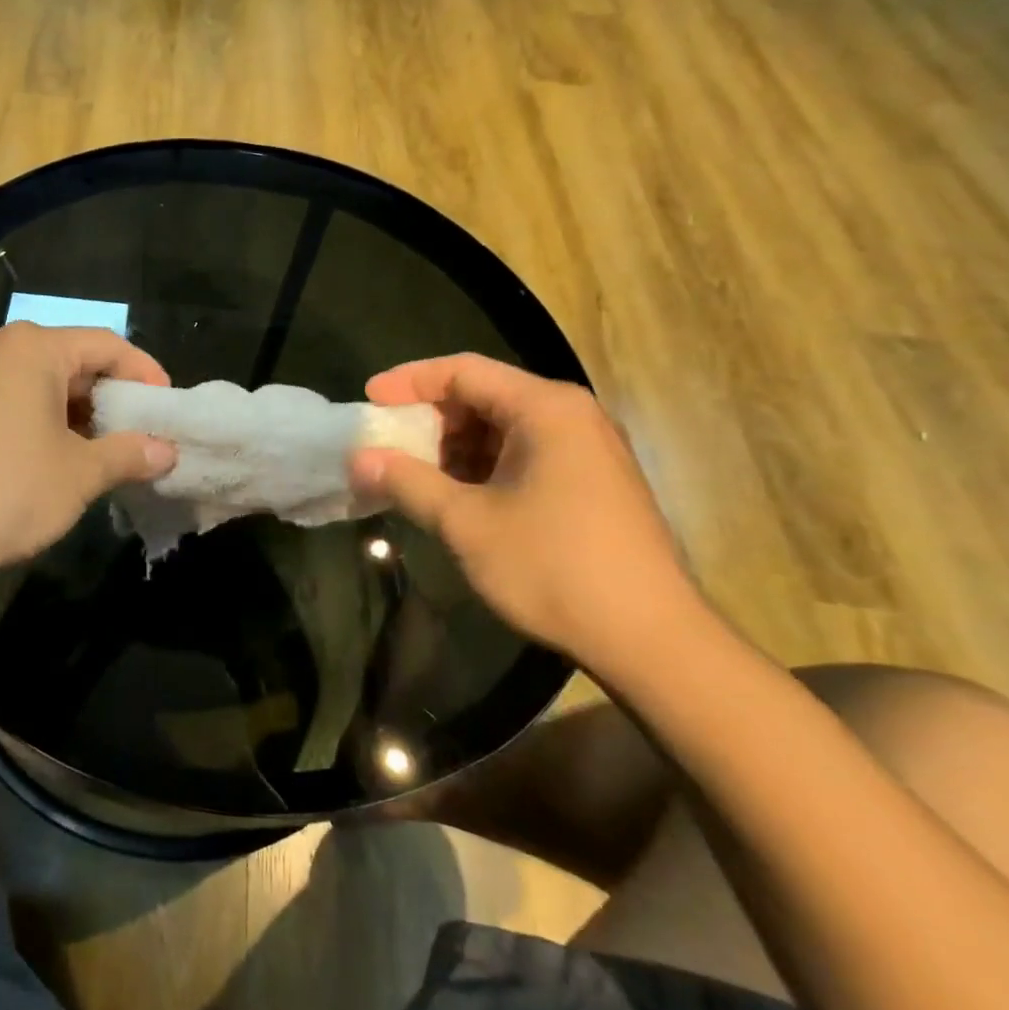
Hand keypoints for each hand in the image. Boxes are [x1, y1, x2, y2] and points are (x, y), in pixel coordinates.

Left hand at [0, 323, 176, 585]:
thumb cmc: (8, 492)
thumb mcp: (80, 473)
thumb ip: (129, 454)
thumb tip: (167, 452)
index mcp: (31, 348)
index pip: (106, 345)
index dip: (144, 373)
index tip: (167, 407)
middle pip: (70, 360)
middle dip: (109, 397)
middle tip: (139, 434)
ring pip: (38, 383)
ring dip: (76, 414)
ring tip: (104, 452)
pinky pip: (9, 401)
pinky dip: (41, 422)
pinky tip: (56, 459)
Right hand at [352, 354, 707, 669]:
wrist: (649, 638)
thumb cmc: (552, 567)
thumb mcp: (466, 522)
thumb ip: (408, 482)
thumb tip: (359, 458)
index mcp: (545, 409)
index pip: (464, 370)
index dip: (409, 381)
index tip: (369, 400)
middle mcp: (571, 416)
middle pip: (485, 395)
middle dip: (430, 417)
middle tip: (388, 443)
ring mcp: (587, 449)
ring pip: (503, 427)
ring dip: (454, 446)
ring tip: (415, 475)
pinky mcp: (592, 482)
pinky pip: (524, 453)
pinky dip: (483, 466)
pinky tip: (457, 496)